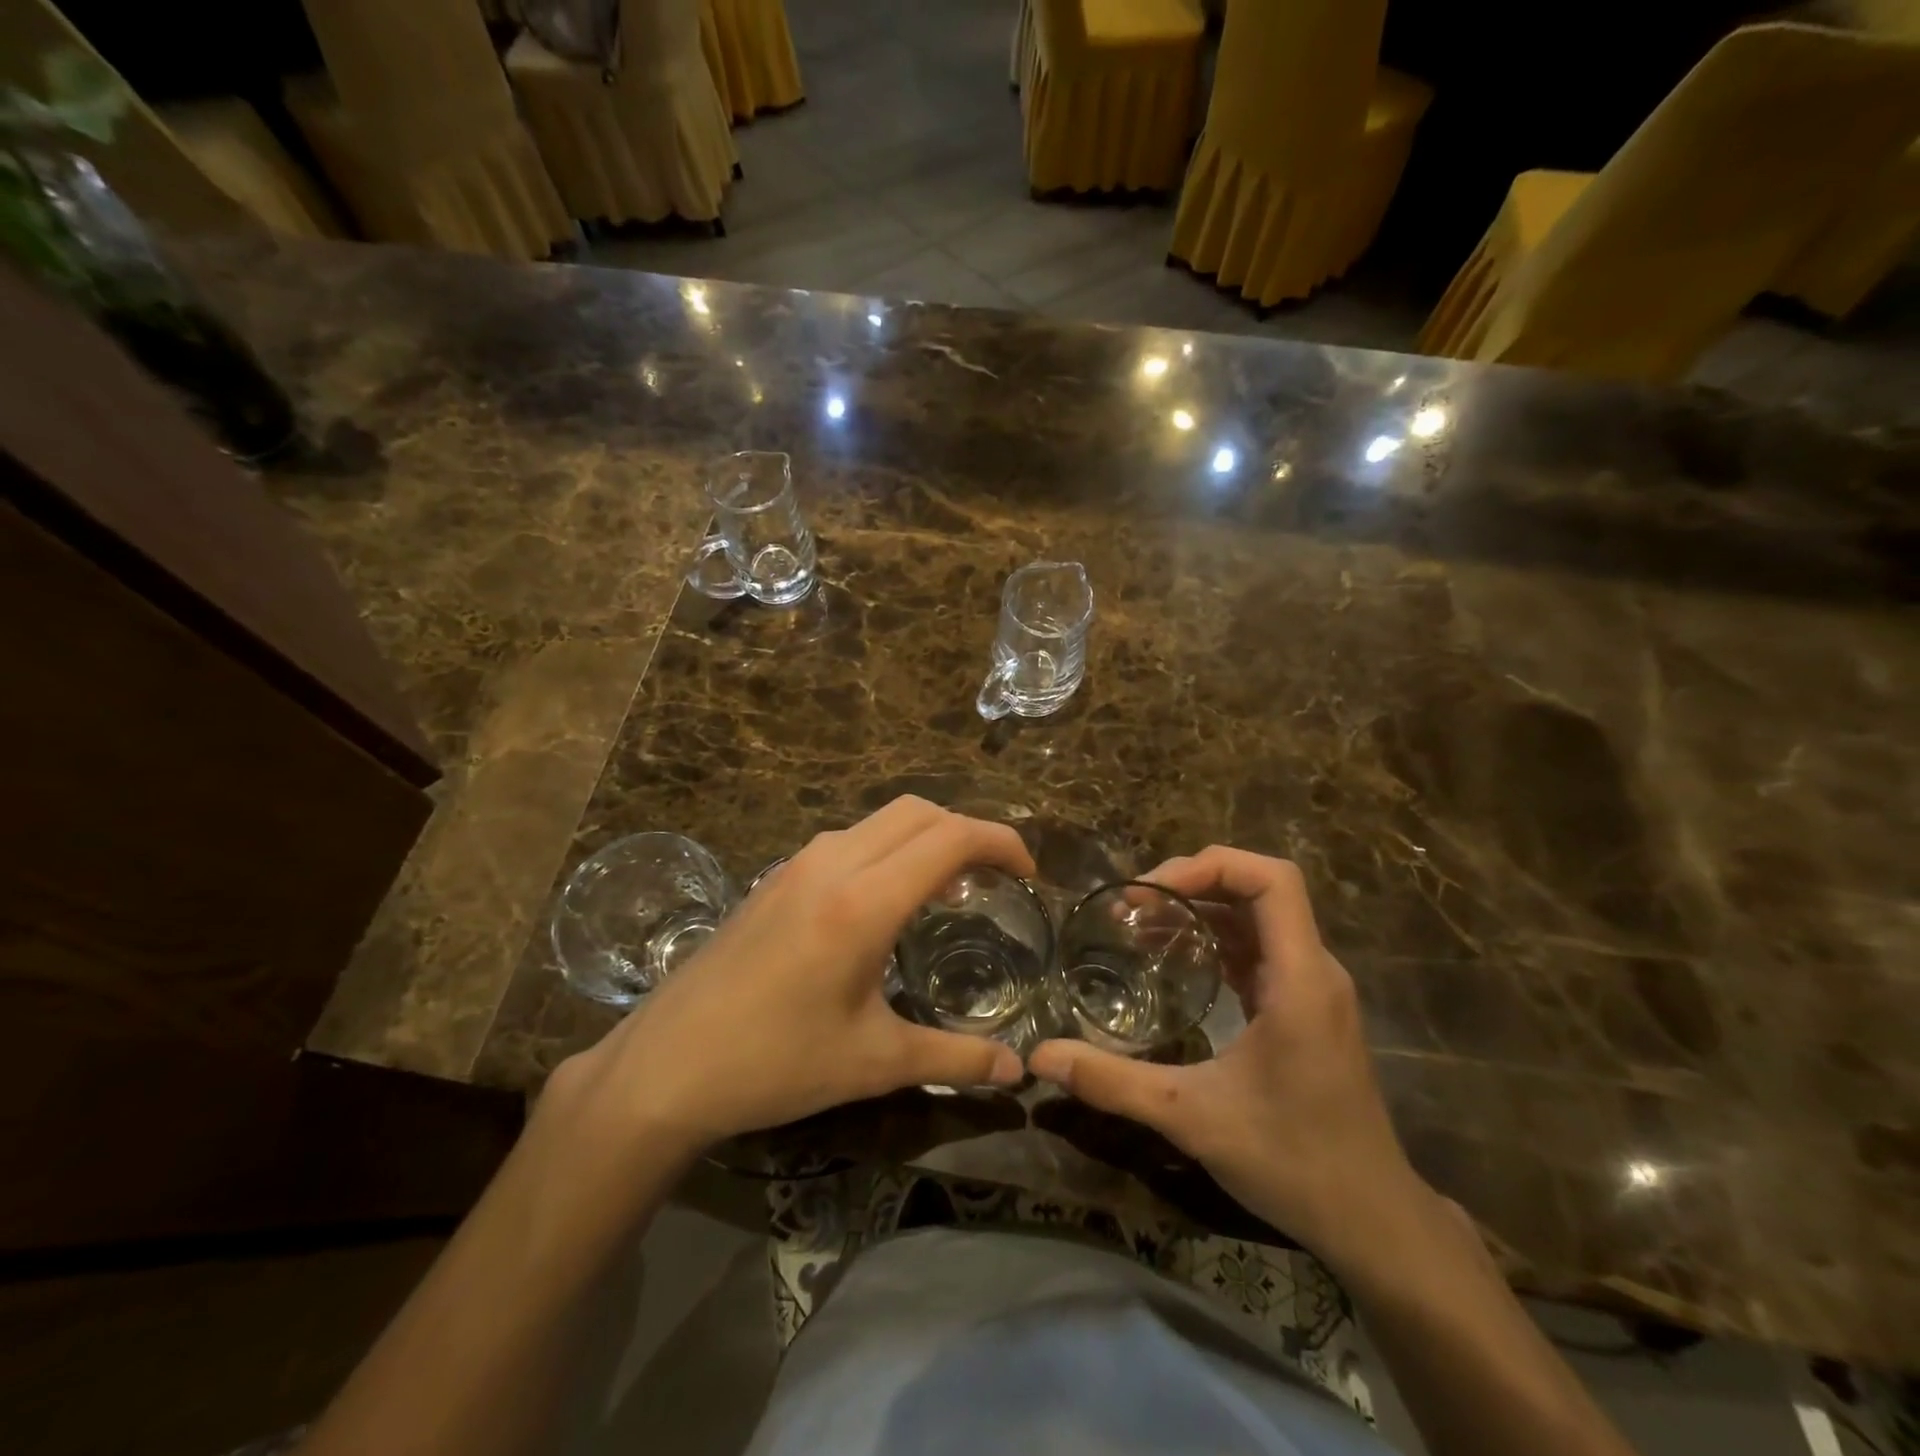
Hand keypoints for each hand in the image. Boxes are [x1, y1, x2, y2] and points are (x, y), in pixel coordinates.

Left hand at [551, 799, 1031, 1158]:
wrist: (664, 1066)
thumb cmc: (774, 1064)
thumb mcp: (873, 1063)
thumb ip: (953, 1058)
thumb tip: (1016, 1072)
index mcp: (863, 902)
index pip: (950, 838)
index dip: (1000, 841)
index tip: (1027, 873)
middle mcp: (833, 863)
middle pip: (919, 811)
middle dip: (968, 830)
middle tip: (995, 877)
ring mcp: (797, 863)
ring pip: (881, 819)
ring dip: (926, 836)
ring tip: (949, 887)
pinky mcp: (775, 876)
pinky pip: (850, 838)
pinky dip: (889, 847)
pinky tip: (887, 898)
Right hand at [1029, 846, 1432, 1271]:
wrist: (1372, 1221)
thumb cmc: (1293, 1162)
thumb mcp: (1192, 1119)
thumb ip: (1113, 1083)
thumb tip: (1040, 1056)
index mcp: (1300, 980)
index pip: (1273, 880)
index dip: (1212, 866)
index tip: (1152, 889)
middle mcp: (1314, 970)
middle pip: (1261, 888)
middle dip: (1194, 882)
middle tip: (1132, 904)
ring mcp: (1313, 988)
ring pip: (1258, 917)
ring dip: (1202, 909)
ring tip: (1140, 923)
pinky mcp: (1305, 1008)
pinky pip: (1259, 949)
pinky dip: (1215, 939)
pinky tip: (1174, 959)